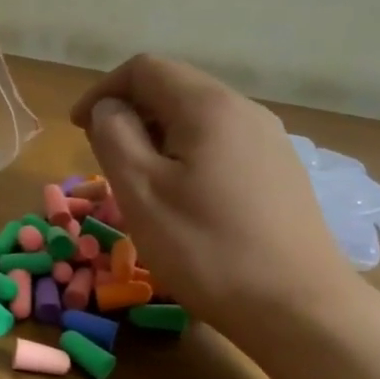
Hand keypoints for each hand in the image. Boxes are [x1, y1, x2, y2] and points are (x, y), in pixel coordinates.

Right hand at [71, 55, 365, 332]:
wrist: (301, 310)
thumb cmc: (208, 249)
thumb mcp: (141, 191)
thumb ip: (114, 135)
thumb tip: (109, 108)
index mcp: (208, 106)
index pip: (144, 68)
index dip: (103, 90)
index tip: (78, 129)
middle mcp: (245, 110)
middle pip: (174, 88)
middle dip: (131, 112)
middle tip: (104, 156)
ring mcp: (270, 140)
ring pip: (199, 117)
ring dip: (158, 135)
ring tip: (139, 179)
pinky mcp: (281, 172)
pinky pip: (222, 143)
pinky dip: (189, 154)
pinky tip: (185, 196)